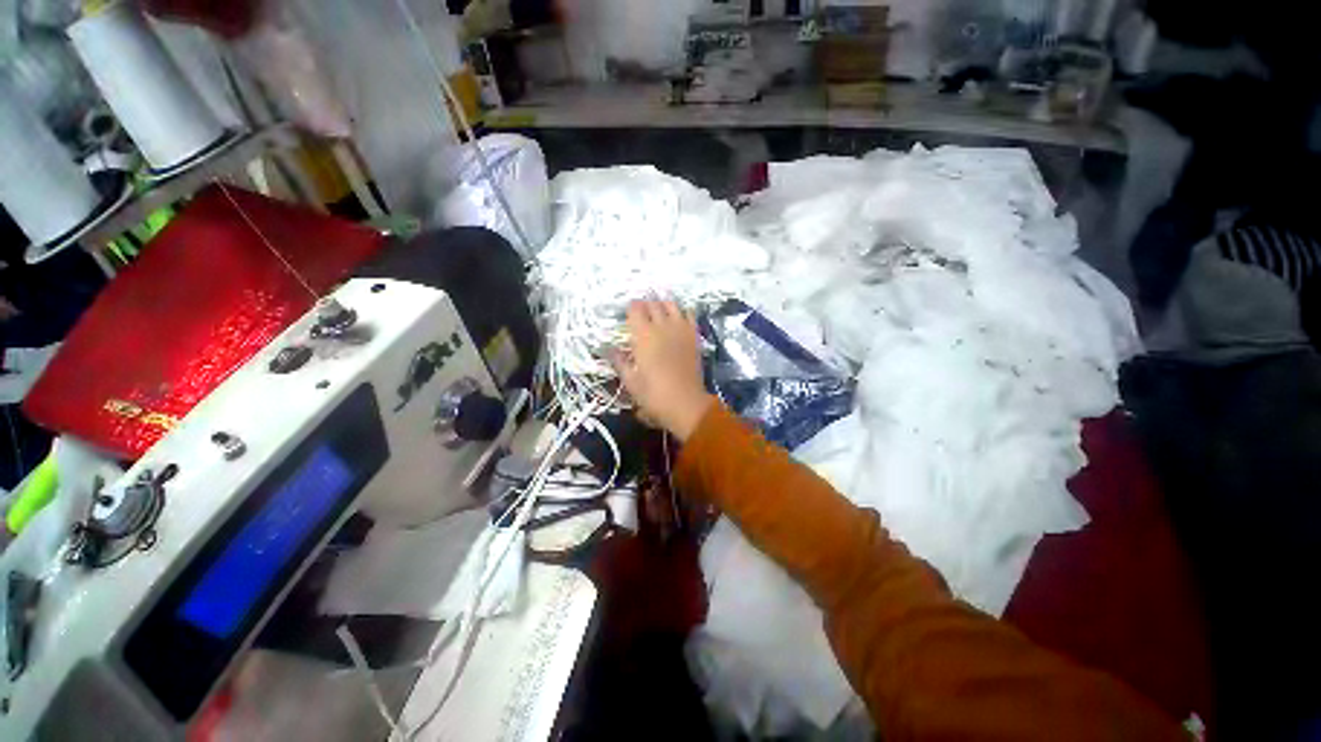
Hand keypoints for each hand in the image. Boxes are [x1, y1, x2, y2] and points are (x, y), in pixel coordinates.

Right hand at [611, 300, 713, 441]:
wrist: (686, 403)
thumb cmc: (654, 395)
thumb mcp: (630, 381)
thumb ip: (619, 361)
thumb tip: (607, 348)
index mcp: (643, 336)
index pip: (635, 310)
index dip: (630, 308)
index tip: (627, 313)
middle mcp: (662, 327)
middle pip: (652, 304)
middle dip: (644, 304)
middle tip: (640, 311)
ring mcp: (680, 329)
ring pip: (671, 304)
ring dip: (662, 304)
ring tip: (658, 310)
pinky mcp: (694, 336)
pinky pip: (689, 314)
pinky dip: (682, 312)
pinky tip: (677, 317)